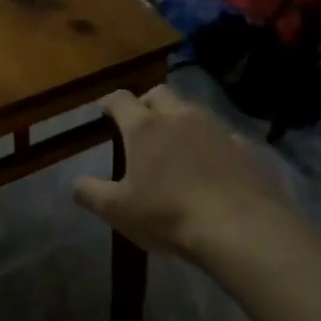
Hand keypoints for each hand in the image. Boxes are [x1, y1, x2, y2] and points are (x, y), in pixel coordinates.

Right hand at [73, 87, 285, 259]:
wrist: (239, 227)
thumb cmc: (168, 214)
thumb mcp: (117, 210)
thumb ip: (90, 193)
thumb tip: (75, 182)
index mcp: (144, 127)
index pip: (120, 99)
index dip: (109, 102)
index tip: (104, 110)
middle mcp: (180, 116)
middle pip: (159, 94)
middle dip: (146, 102)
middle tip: (140, 123)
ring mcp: (216, 128)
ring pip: (192, 111)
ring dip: (180, 120)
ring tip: (176, 145)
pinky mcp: (244, 146)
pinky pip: (221, 135)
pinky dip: (210, 144)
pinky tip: (211, 166)